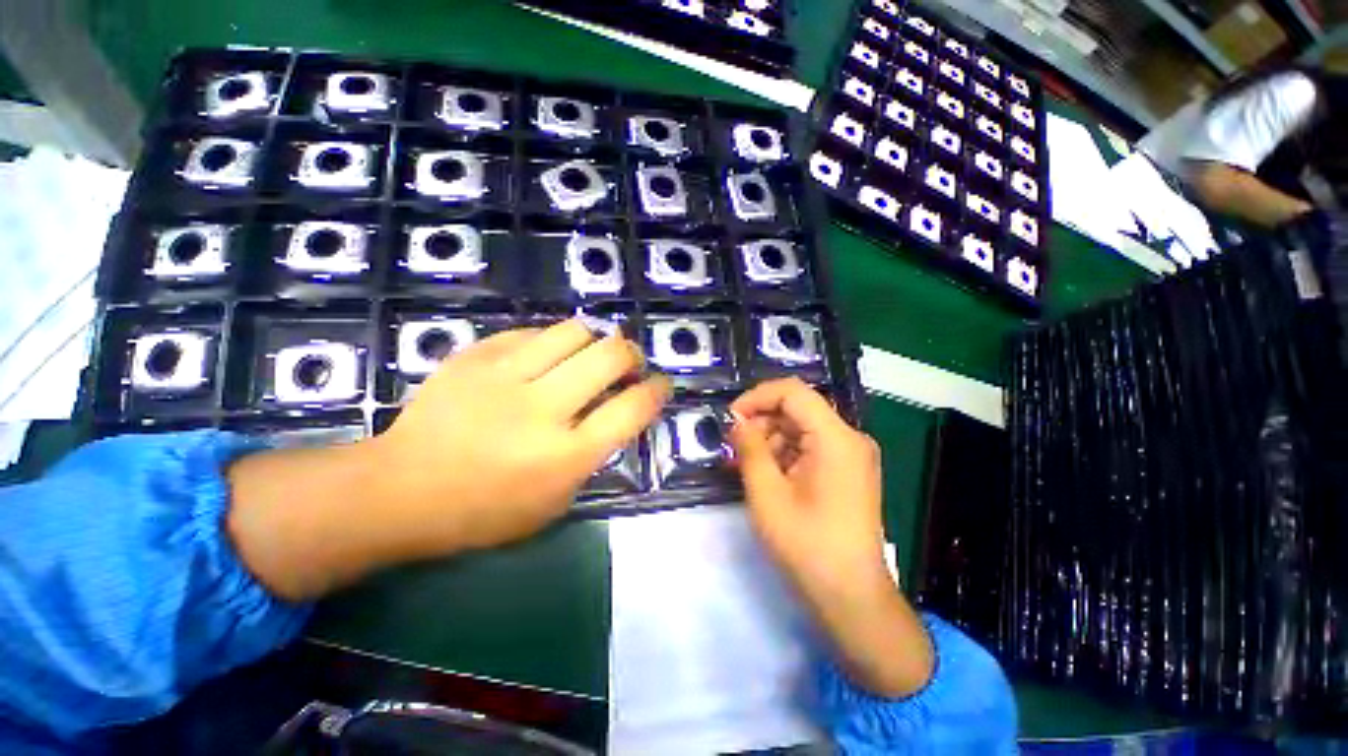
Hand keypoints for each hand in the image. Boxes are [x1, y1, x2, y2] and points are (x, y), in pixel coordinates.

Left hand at [227, 320, 669, 599]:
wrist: (400, 490)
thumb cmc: (485, 512)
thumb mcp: (555, 502)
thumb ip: (593, 456)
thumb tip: (614, 413)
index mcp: (566, 456)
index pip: (632, 409)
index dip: (656, 390)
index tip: (661, 384)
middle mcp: (542, 409)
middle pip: (610, 356)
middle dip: (632, 355)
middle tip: (629, 363)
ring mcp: (505, 377)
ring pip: (574, 331)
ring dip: (595, 339)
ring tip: (590, 353)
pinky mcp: (475, 357)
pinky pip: (531, 331)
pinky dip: (551, 340)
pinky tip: (547, 354)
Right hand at [729, 377, 885, 594]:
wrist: (851, 596)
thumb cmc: (807, 545)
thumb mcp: (767, 493)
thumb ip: (750, 448)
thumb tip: (738, 422)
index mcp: (836, 438)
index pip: (793, 392)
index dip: (757, 397)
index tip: (731, 418)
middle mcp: (849, 438)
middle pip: (797, 409)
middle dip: (761, 422)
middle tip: (734, 447)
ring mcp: (851, 455)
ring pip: (801, 428)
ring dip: (770, 440)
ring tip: (746, 465)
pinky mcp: (847, 470)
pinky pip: (810, 447)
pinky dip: (785, 454)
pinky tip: (766, 475)